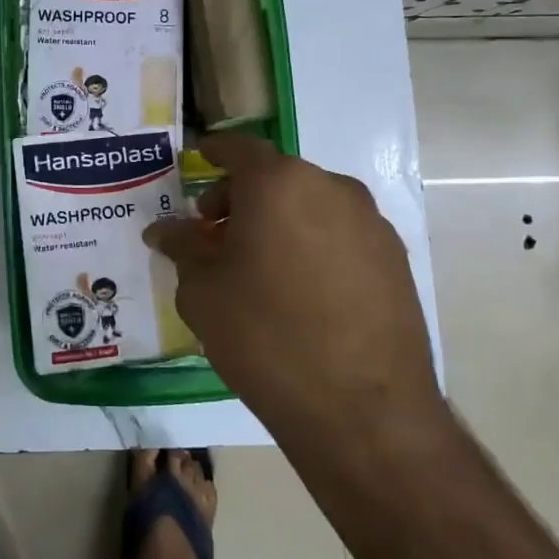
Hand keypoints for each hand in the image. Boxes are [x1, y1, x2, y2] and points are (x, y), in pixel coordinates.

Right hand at [145, 134, 438, 431]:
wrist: (361, 409)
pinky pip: (341, 235)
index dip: (214, 153)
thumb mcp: (203, 291)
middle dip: (242, 197)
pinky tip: (301, 290)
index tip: (198, 160)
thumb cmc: (264, 336)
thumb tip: (163, 231)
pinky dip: (313, 244)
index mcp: (279, 183)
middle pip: (277, 177)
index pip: (239, 149)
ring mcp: (370, 223)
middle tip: (216, 233)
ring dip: (280, 221)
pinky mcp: (395, 259)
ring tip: (258, 266)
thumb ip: (183, 248)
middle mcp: (331, 188)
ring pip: (311, 205)